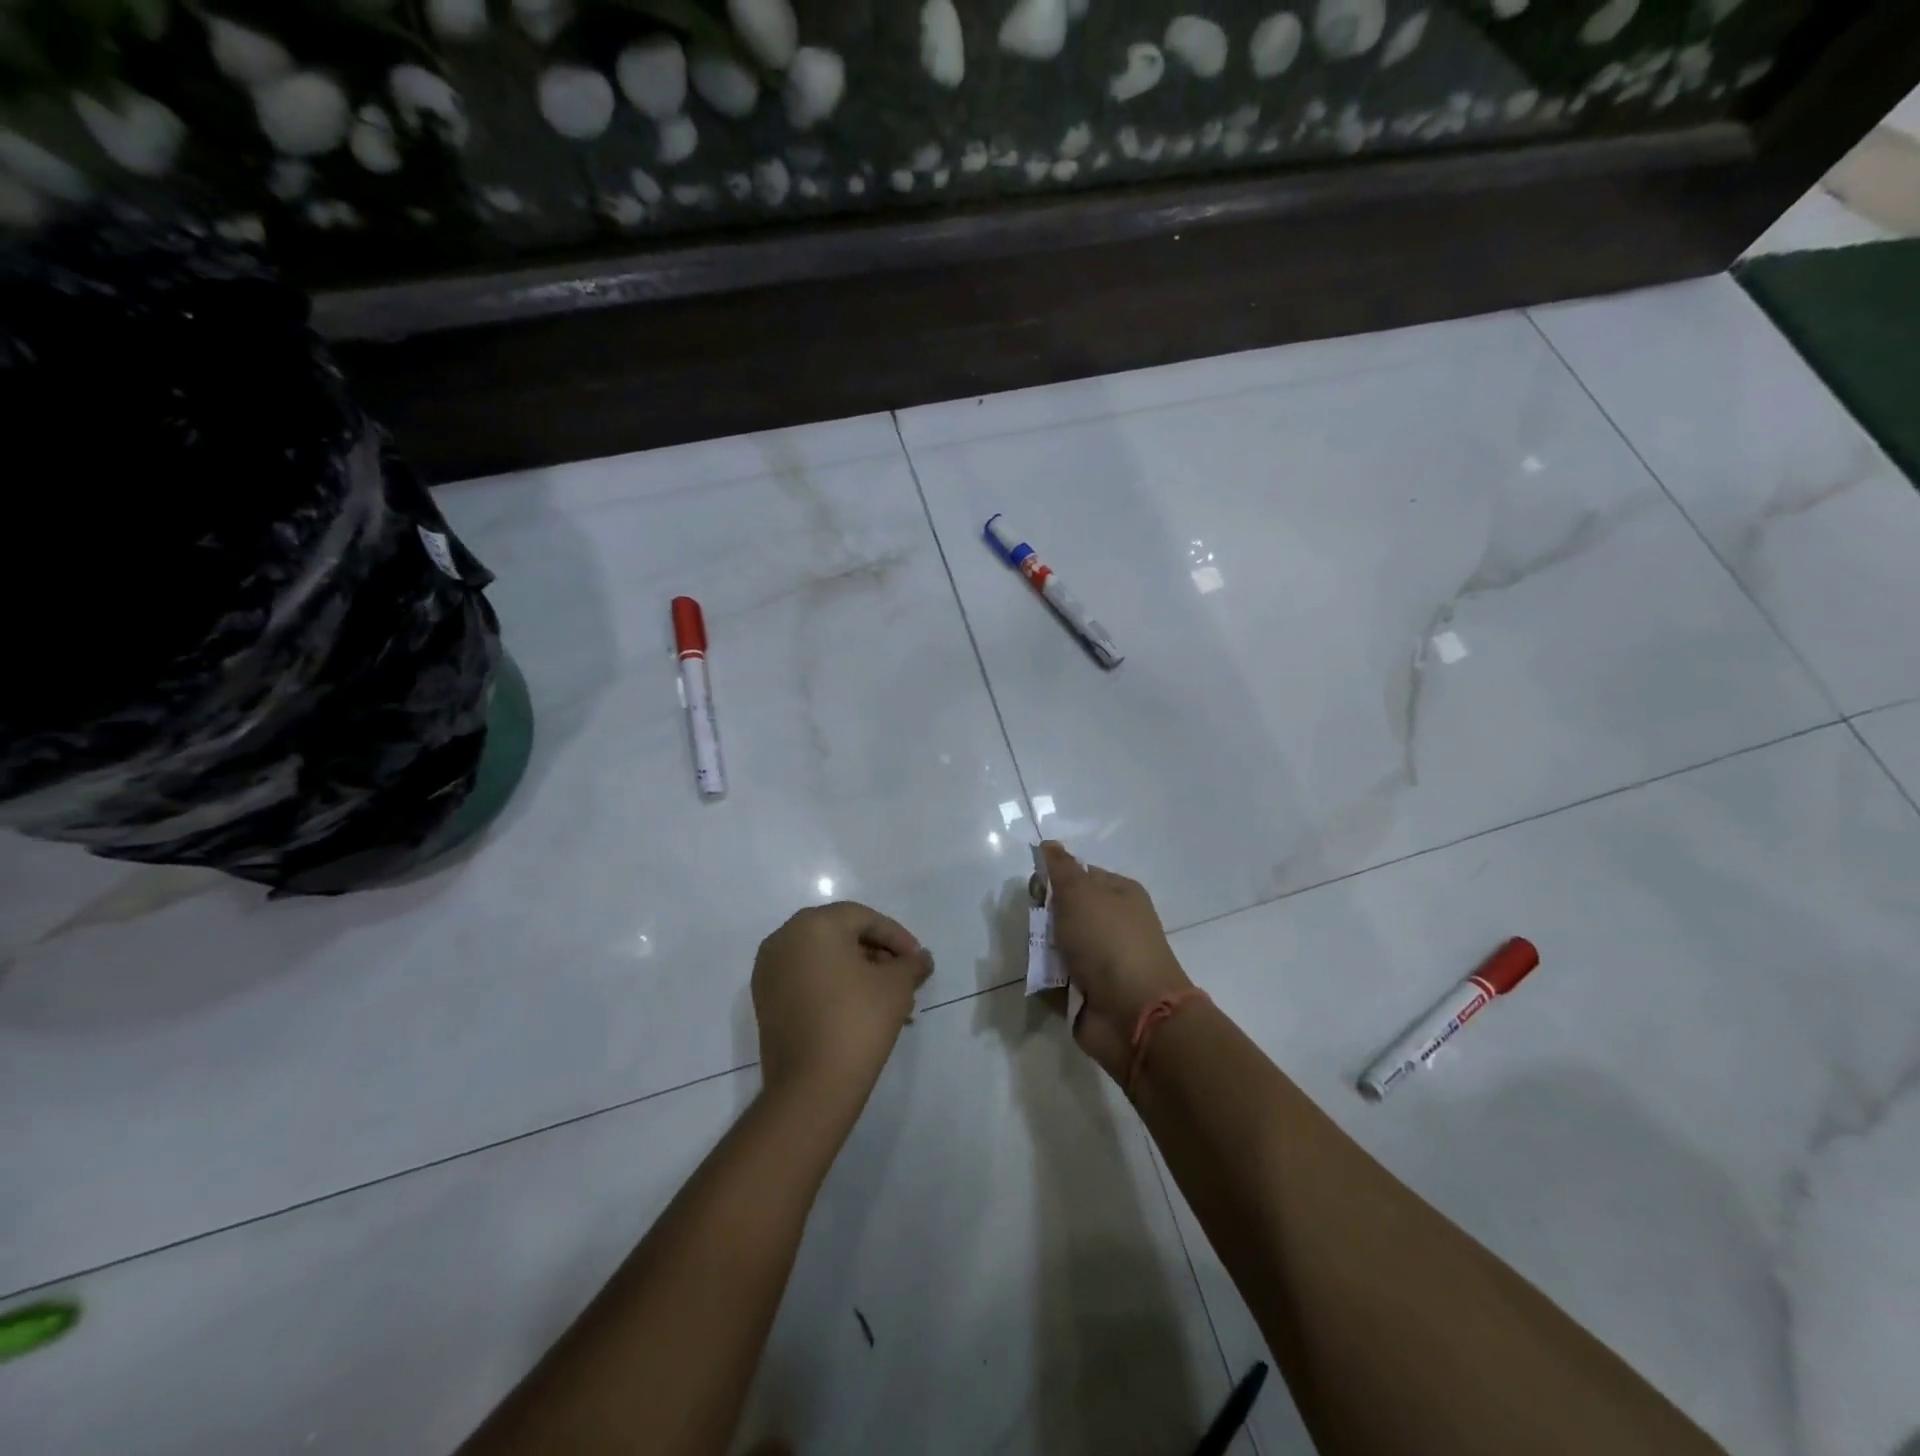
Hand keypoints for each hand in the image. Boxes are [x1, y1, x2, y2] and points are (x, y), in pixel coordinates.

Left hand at [752, 902, 933, 1104]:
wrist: (811, 1086)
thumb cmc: (857, 1021)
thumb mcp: (896, 986)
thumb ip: (911, 964)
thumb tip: (920, 958)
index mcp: (814, 924)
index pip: (864, 919)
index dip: (897, 937)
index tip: (918, 960)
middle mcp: (784, 938)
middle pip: (841, 935)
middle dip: (878, 955)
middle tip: (904, 978)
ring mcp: (769, 970)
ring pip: (824, 959)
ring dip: (858, 973)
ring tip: (888, 999)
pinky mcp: (765, 1000)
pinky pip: (807, 980)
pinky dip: (834, 986)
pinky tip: (861, 1009)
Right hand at [1041, 842, 1192, 1083]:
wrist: (1134, 1013)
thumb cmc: (1109, 941)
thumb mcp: (1080, 892)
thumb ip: (1060, 867)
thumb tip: (1048, 845)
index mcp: (1118, 894)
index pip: (1077, 874)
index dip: (1053, 879)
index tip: (1037, 891)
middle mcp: (1111, 924)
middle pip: (1063, 910)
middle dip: (1043, 918)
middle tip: (1041, 928)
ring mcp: (1101, 960)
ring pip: (1056, 944)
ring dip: (1042, 950)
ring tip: (1043, 960)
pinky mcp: (1087, 991)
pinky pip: (1056, 977)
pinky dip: (1047, 978)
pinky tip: (1045, 981)